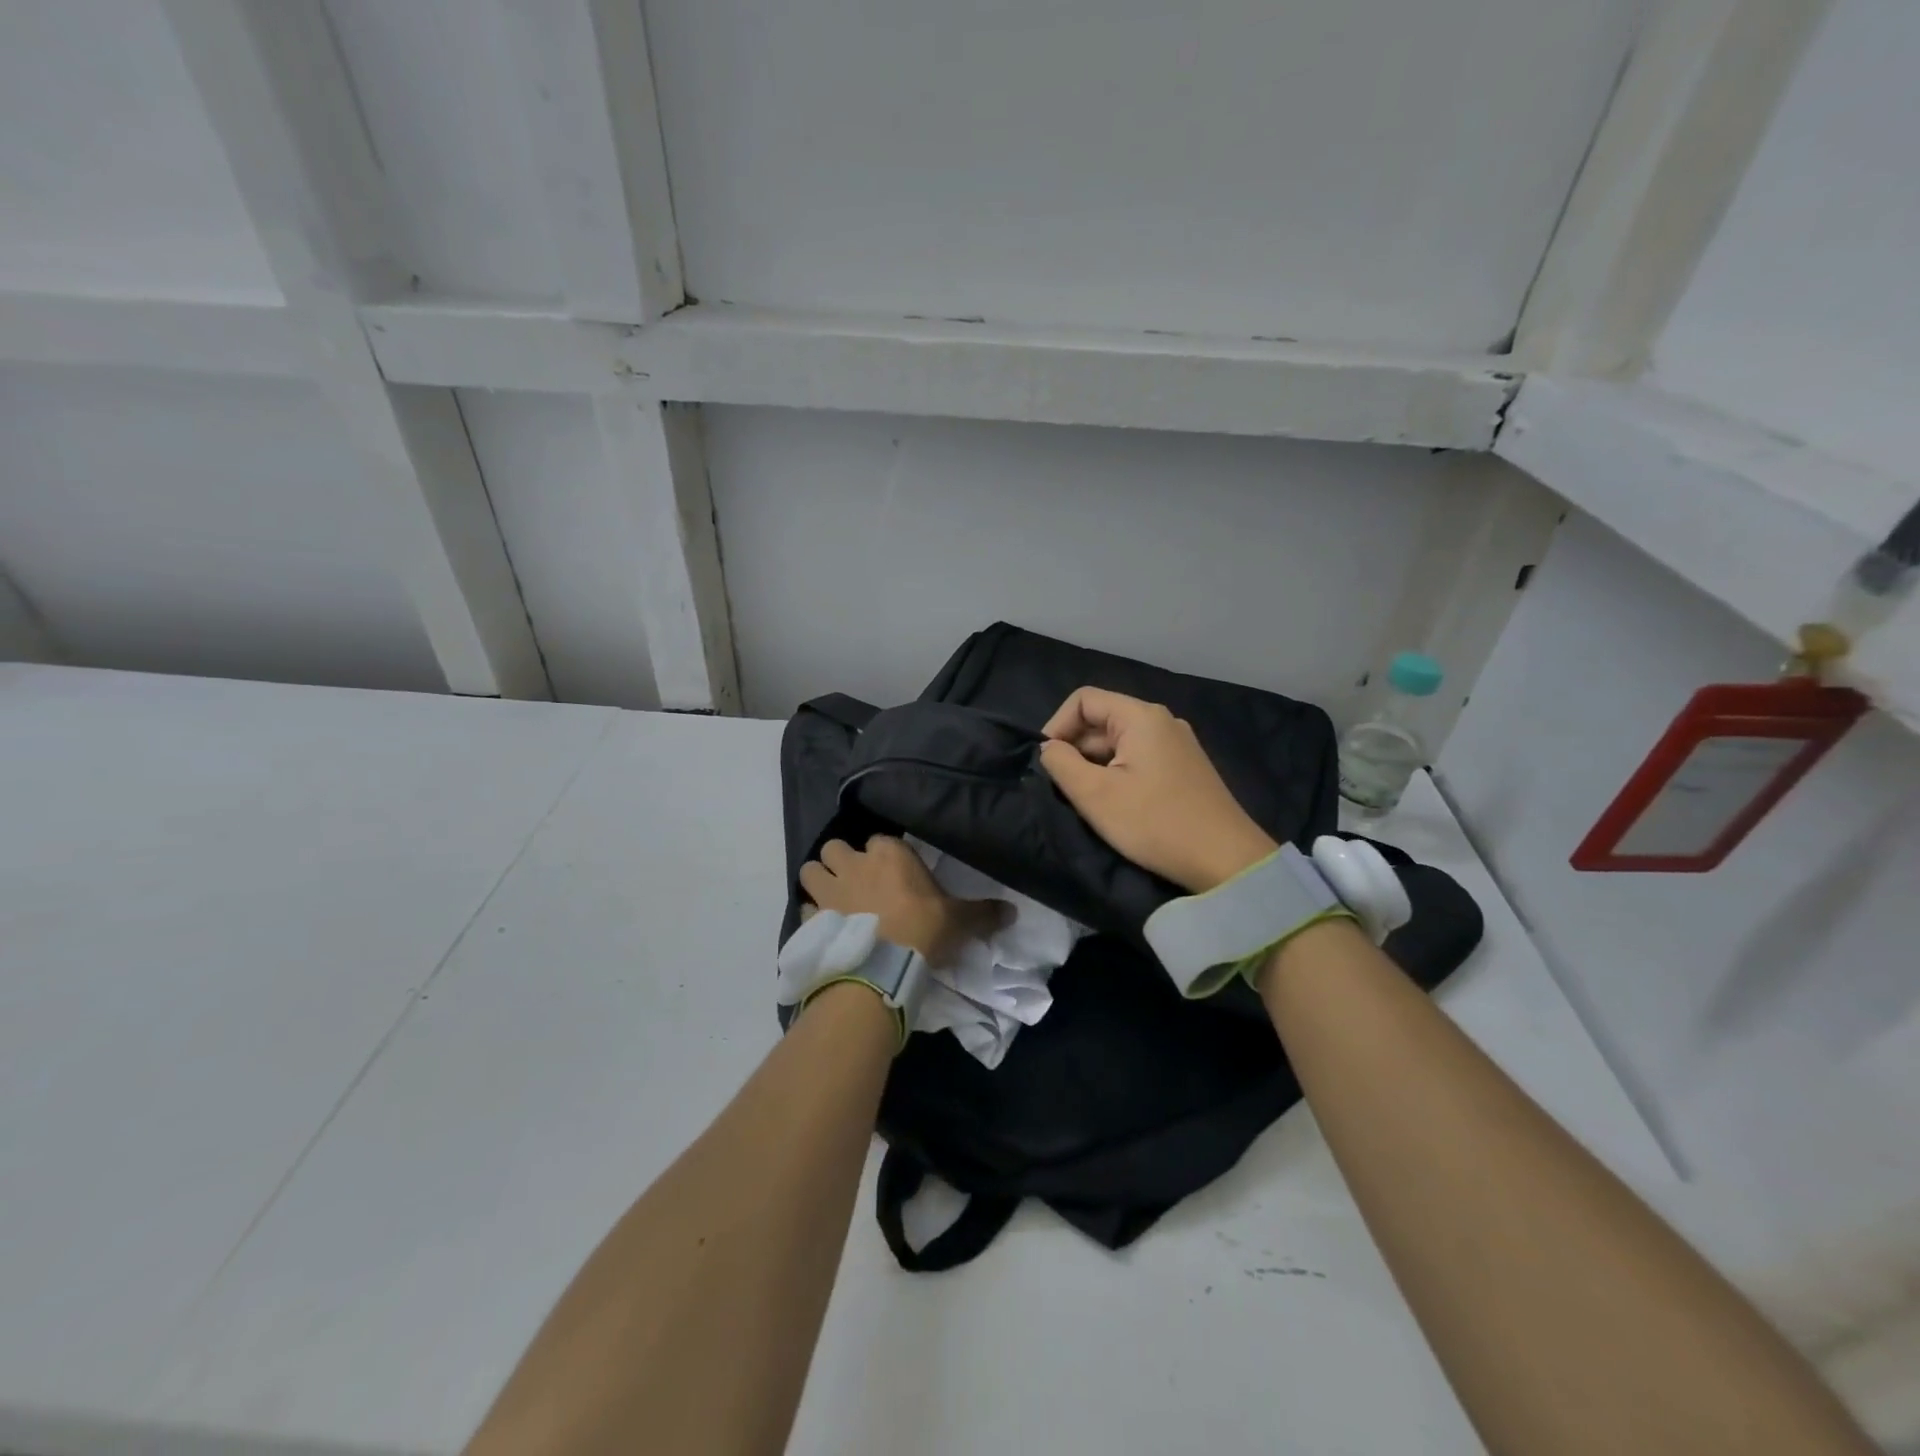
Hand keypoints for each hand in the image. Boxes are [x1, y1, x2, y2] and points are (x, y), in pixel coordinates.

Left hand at [799, 836, 1006, 966]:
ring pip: (810, 869)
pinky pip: (804, 907)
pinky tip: (824, 927)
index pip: (881, 840)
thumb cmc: (922, 930)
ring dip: (819, 880)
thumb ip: (983, 913)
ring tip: (831, 898)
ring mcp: (828, 890)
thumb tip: (1013, 911)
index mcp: (889, 854)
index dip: (884, 855)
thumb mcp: (959, 921)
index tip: (892, 873)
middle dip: (841, 860)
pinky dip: (811, 914)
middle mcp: (853, 863)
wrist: (881, 967)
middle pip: (835, 847)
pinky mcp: (811, 917)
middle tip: (855, 881)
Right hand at [1039, 687, 1276, 892]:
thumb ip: (1061, 764)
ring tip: (1088, 799)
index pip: (1083, 699)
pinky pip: (1140, 757)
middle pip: (1102, 719)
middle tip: (1064, 787)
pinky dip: (1118, 772)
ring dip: (1095, 764)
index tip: (1047, 762)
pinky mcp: (1185, 767)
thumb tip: (1049, 749)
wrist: (1225, 860)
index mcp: (1140, 716)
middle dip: (1076, 748)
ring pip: (1120, 741)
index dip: (1057, 725)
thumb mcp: (1095, 795)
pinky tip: (1116, 803)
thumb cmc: (1155, 823)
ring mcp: (1178, 743)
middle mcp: (1161, 720)